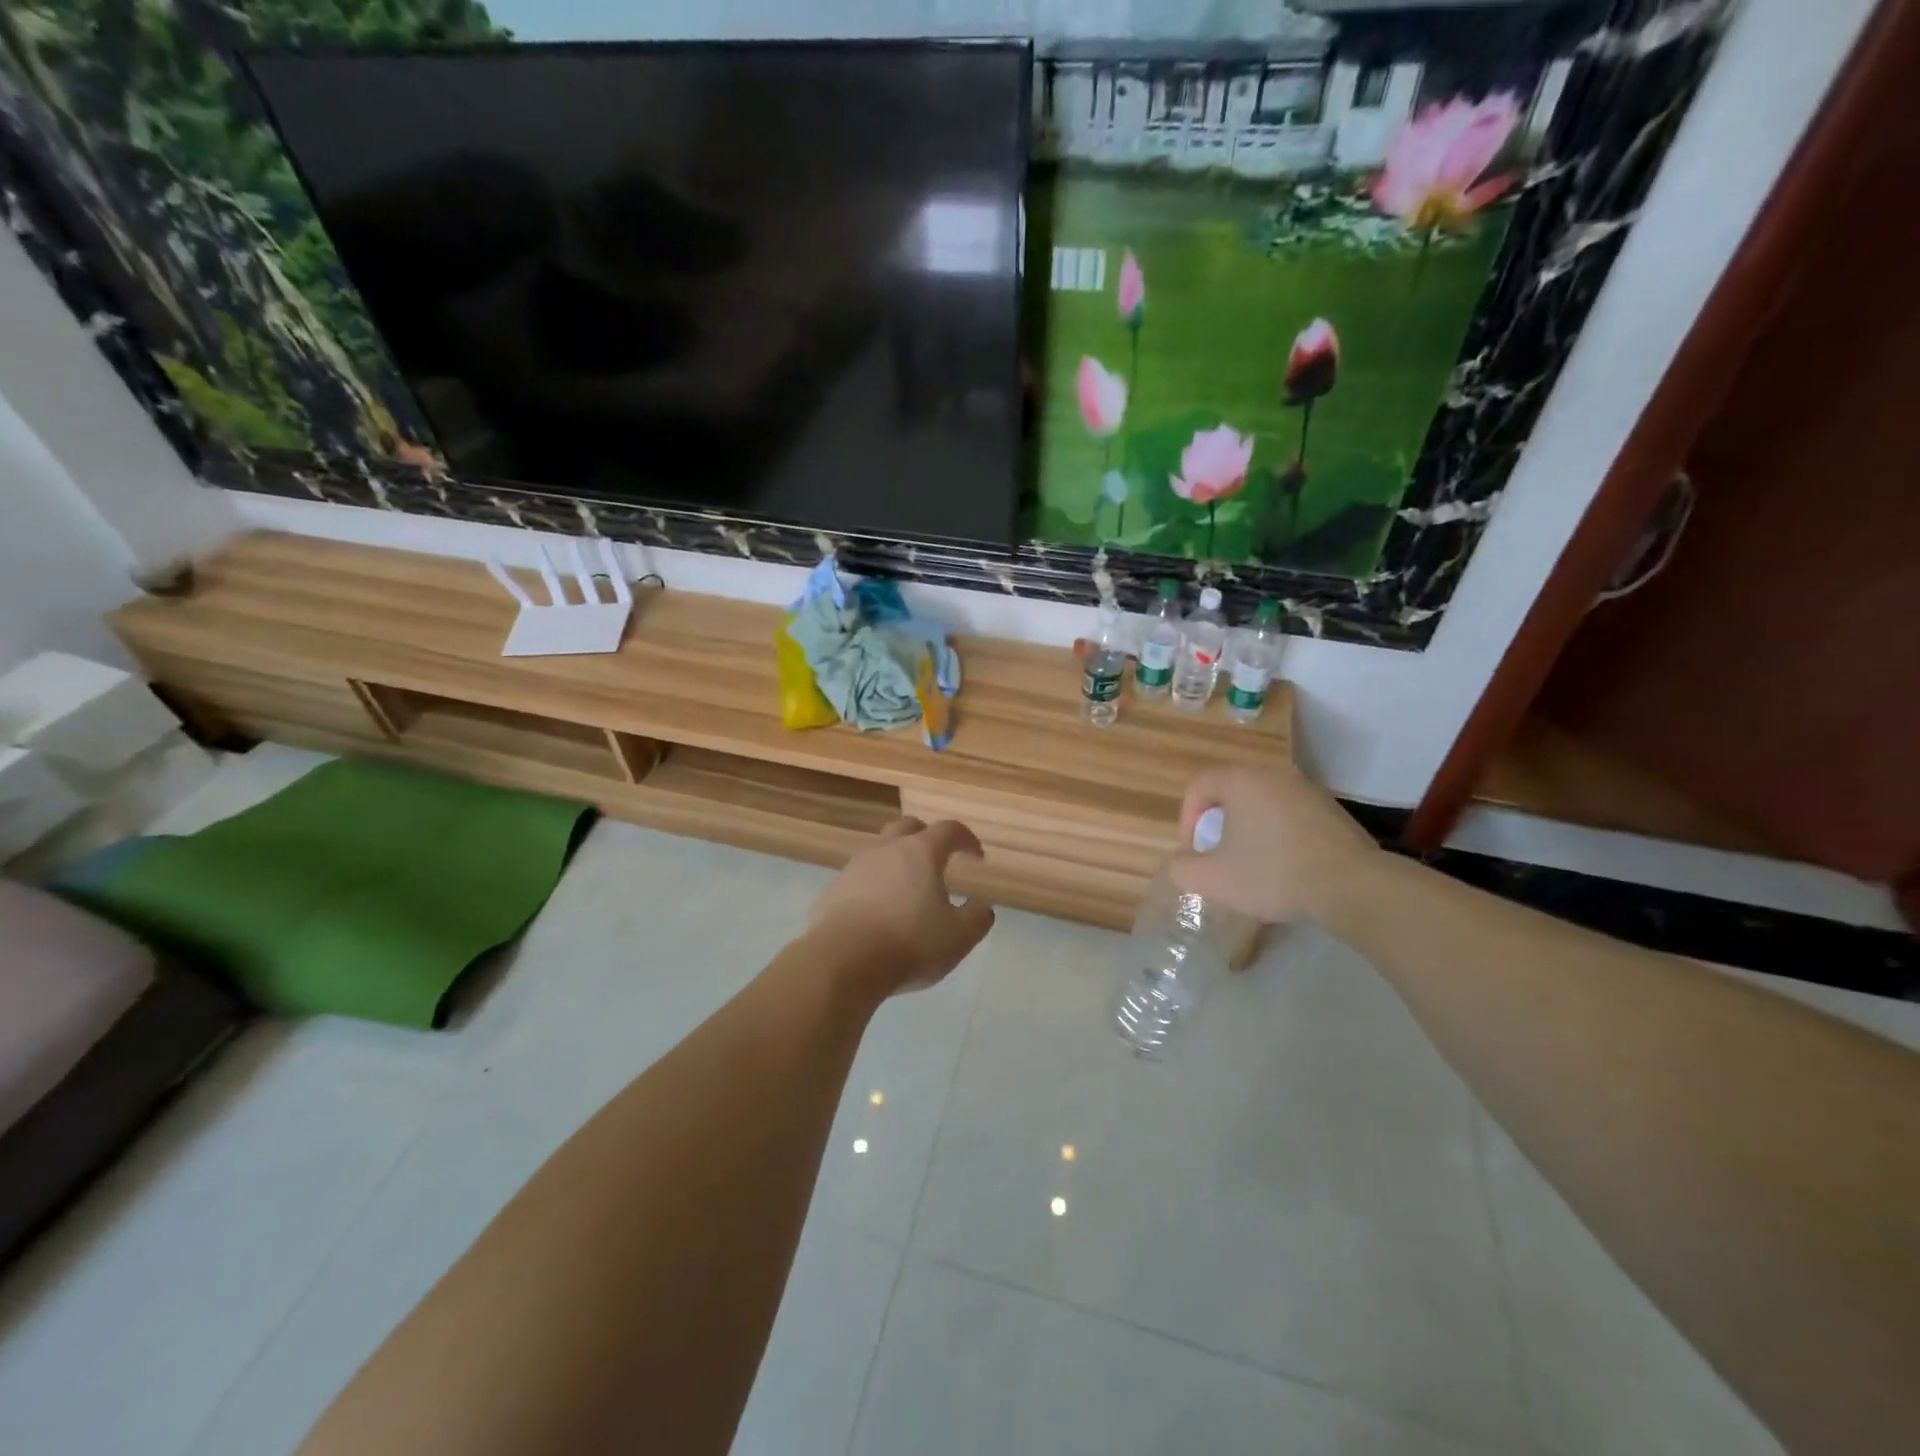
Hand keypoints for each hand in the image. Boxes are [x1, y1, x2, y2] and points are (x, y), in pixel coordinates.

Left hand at [805, 818, 995, 998]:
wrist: (840, 962)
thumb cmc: (908, 943)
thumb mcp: (959, 936)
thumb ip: (977, 917)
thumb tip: (981, 905)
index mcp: (920, 852)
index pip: (949, 830)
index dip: (966, 839)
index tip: (976, 857)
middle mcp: (886, 849)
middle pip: (908, 828)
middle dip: (926, 838)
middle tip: (938, 860)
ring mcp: (854, 868)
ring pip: (880, 852)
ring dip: (897, 863)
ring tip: (907, 891)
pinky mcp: (832, 891)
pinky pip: (859, 879)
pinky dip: (873, 888)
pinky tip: (878, 914)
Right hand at [1168, 764, 1382, 924]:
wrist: (1353, 886)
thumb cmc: (1273, 873)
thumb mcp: (1213, 879)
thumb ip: (1183, 869)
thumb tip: (1182, 864)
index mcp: (1242, 781)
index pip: (1199, 785)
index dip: (1187, 818)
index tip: (1194, 850)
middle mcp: (1275, 775)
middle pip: (1232, 794)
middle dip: (1219, 826)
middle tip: (1219, 857)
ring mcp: (1308, 791)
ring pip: (1263, 806)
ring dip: (1250, 832)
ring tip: (1252, 866)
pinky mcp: (1333, 812)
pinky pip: (1291, 818)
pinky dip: (1280, 837)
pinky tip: (1287, 869)